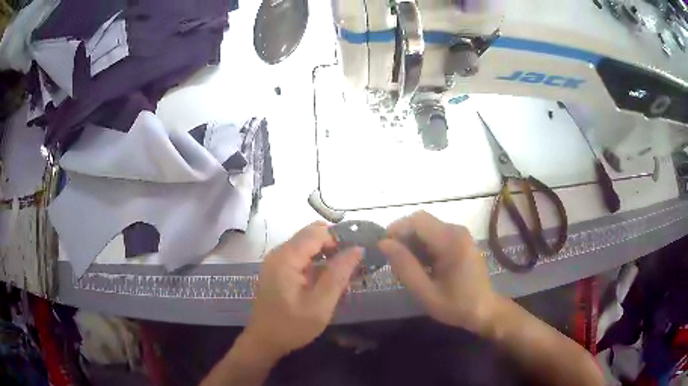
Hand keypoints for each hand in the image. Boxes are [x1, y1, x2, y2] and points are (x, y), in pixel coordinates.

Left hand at [242, 222, 362, 359]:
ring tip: (346, 272)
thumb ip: (338, 275)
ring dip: (328, 254)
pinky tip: (330, 279)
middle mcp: (279, 252)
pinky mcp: (278, 269)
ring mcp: (277, 260)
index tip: (361, 251)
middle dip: (335, 244)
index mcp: (286, 258)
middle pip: (312, 235)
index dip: (341, 237)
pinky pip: (301, 256)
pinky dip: (318, 262)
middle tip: (355, 263)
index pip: (317, 232)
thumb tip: (357, 249)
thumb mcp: (320, 304)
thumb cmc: (292, 326)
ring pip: (308, 245)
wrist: (264, 341)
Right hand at [378, 211, 499, 333]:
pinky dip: (423, 245)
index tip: (384, 249)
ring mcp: (461, 234)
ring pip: (427, 227)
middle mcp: (457, 231)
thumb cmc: (456, 305)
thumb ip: (405, 267)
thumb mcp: (426, 292)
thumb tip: (384, 243)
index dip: (397, 229)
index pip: (417, 221)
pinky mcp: (461, 240)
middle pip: (422, 221)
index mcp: (451, 242)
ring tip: (408, 266)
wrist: (484, 310)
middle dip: (404, 237)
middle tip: (395, 261)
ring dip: (413, 242)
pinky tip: (423, 265)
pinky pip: (436, 234)